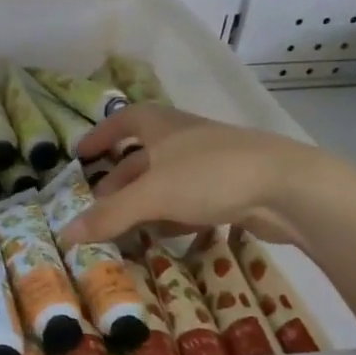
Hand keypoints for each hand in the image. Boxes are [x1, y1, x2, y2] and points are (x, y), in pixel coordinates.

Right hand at [57, 105, 355, 248]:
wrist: (289, 187)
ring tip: (126, 227)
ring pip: (168, 180)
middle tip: (99, 205)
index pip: (123, 120)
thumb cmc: (211, 175)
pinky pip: (192, 199)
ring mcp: (211, 162)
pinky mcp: (232, 187)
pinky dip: (174, 214)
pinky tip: (168, 234)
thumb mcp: (153, 195)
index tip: (81, 154)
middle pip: (143, 155)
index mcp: (161, 125)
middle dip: (119, 180)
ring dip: (145, 202)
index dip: (101, 135)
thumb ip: (110, 215)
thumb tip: (66, 233)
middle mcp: (184, 138)